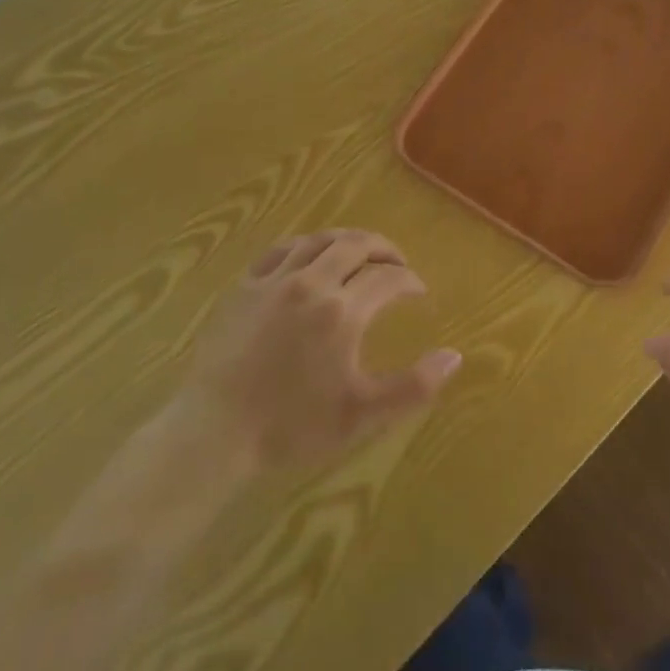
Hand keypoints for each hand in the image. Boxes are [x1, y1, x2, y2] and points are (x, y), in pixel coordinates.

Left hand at [175, 230, 461, 471]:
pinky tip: (309, 257)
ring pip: (319, 239)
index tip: (418, 291)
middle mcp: (312, 282)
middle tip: (396, 263)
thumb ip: (413, 386)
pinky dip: (305, 245)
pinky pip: (281, 249)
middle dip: (384, 249)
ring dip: (347, 241)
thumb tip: (454, 355)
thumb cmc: (291, 425)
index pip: (388, 278)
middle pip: (356, 244)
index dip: (409, 280)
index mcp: (343, 311)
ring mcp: (274, 279)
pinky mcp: (245, 285)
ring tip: (360, 253)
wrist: (214, 431)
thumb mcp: (361, 415)